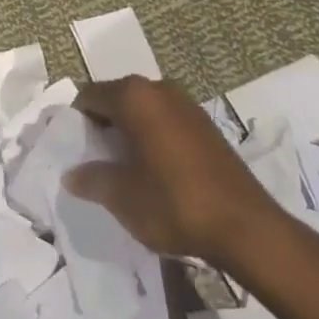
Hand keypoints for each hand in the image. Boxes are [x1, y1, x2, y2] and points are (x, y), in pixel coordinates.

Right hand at [62, 76, 282, 262]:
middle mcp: (159, 90)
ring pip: (142, 110)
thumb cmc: (174, 204)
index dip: (76, 120)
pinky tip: (153, 170)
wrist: (247, 228)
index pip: (89, 96)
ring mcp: (186, 105)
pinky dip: (152, 137)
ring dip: (128, 131)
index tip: (73, 148)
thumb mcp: (122, 197)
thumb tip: (71, 174)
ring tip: (122, 167)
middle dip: (102, 125)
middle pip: (116, 99)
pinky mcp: (206, 126)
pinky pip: (165, 121)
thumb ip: (92, 179)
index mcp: (134, 97)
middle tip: (93, 158)